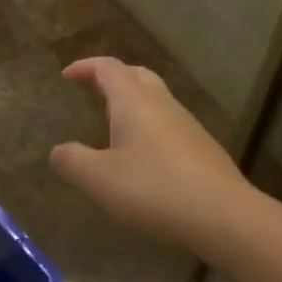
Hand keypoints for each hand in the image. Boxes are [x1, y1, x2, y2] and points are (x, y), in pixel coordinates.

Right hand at [50, 57, 257, 257]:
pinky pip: (168, 122)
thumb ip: (72, 161)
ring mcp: (186, 124)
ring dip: (132, 101)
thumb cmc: (154, 189)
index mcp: (133, 101)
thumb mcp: (99, 179)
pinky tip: (144, 155)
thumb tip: (58, 151)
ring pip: (156, 98)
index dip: (85, 67)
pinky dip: (149, 125)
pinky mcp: (202, 147)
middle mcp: (161, 103)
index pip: (107, 68)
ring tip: (114, 123)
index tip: (67, 76)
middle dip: (112, 77)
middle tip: (92, 90)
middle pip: (136, 74)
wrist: (224, 215)